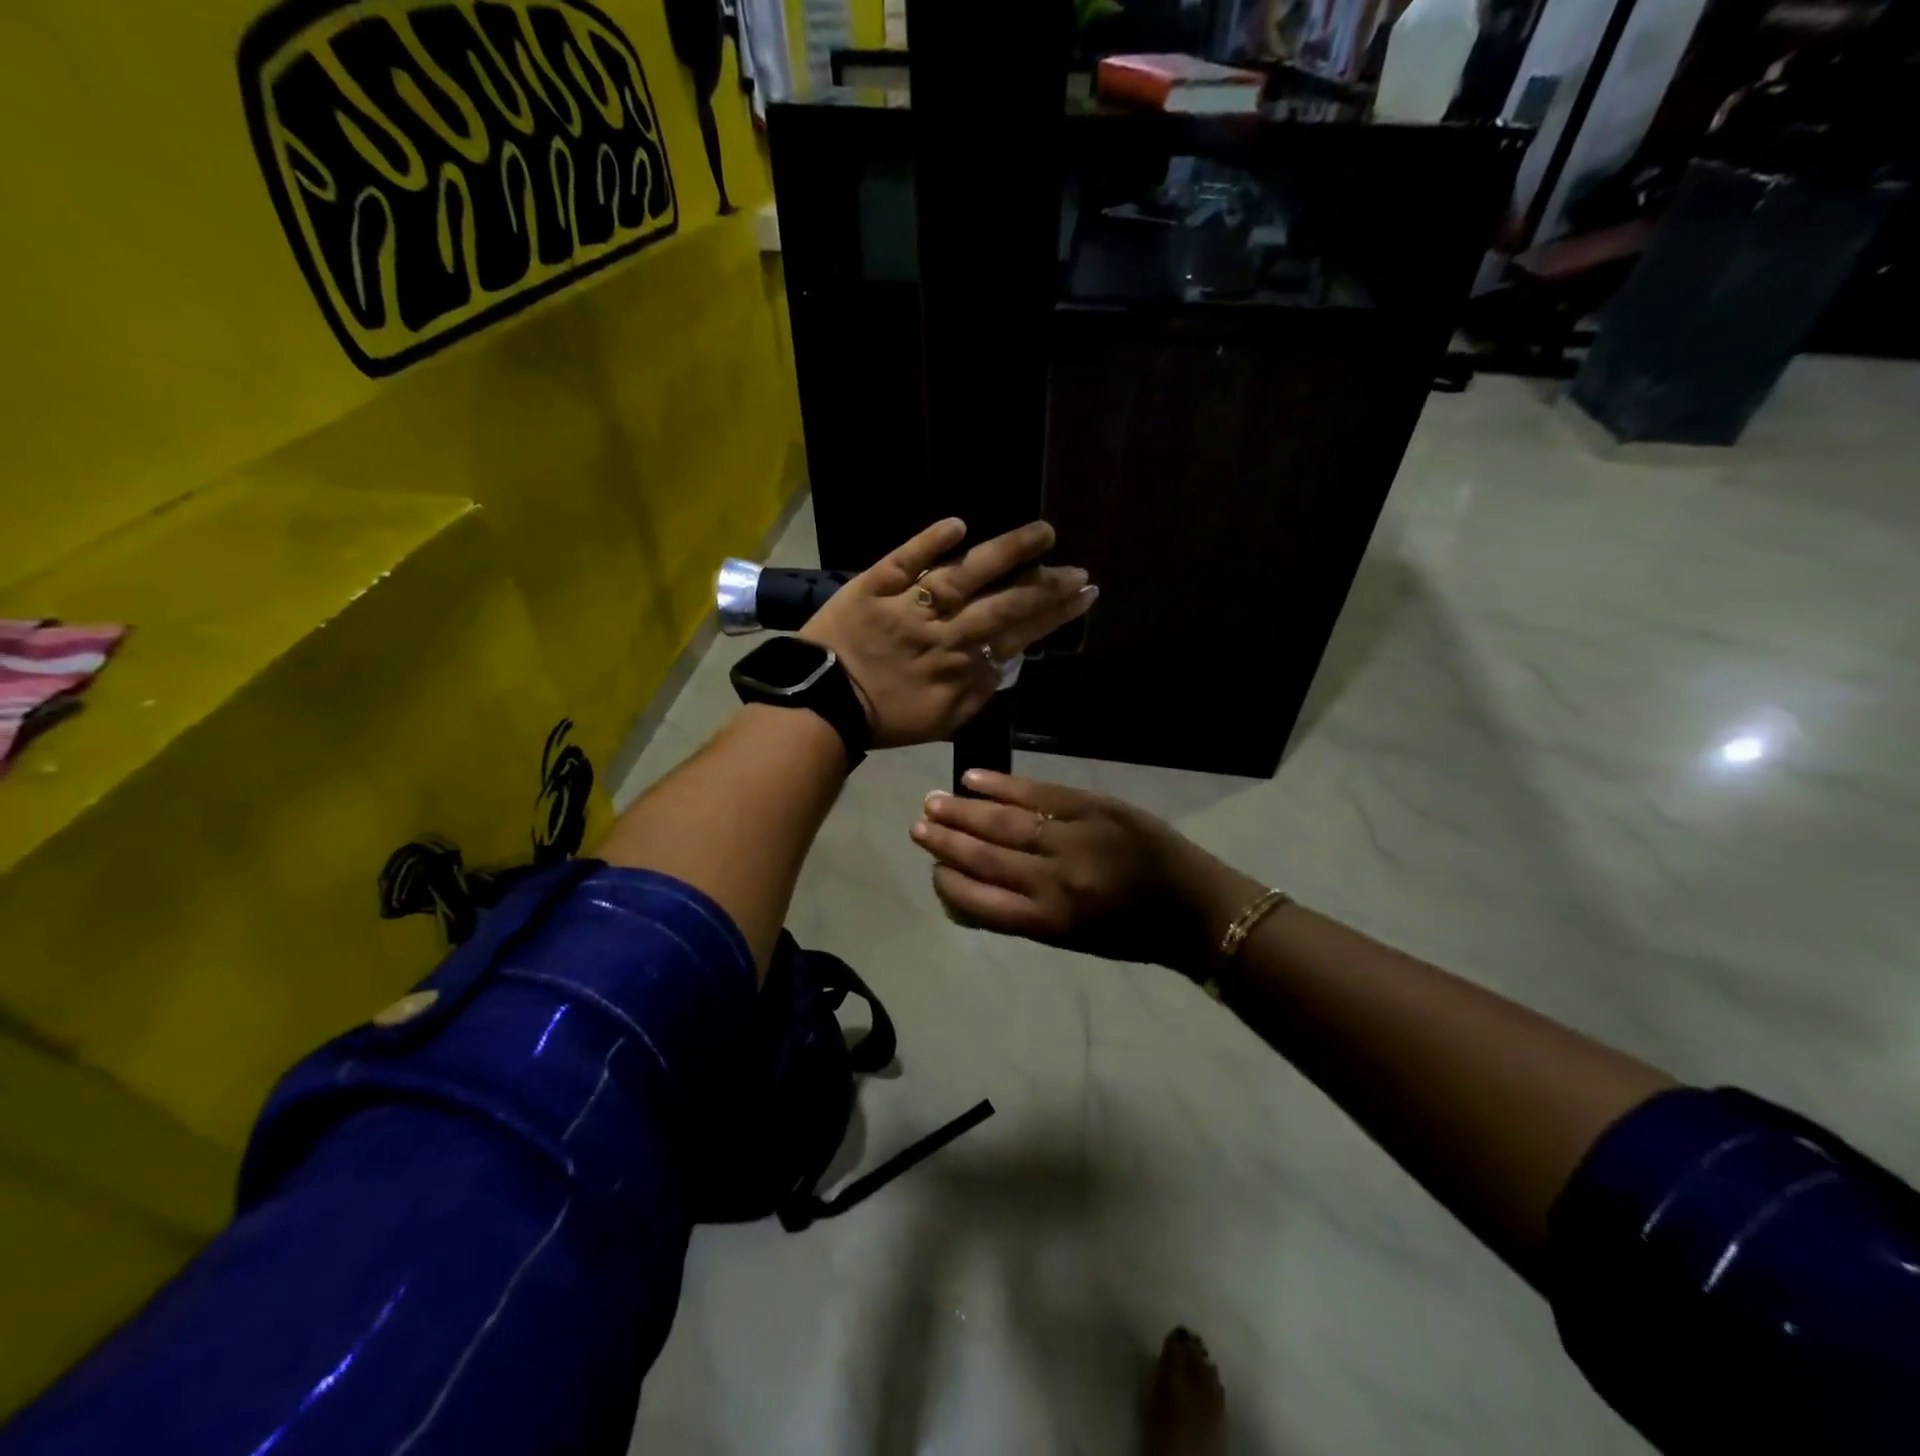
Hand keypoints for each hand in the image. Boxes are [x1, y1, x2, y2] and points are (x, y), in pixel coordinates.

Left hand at [799, 519, 1096, 749]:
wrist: (820, 707)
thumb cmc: (883, 718)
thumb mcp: (943, 721)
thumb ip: (978, 691)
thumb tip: (1008, 658)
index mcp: (960, 667)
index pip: (1018, 634)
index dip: (1054, 614)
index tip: (1084, 594)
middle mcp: (942, 633)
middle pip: (1002, 604)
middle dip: (1046, 586)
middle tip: (1078, 569)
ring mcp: (908, 607)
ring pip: (964, 575)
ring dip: (1006, 553)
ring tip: (1043, 533)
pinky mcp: (874, 586)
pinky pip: (903, 560)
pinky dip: (929, 542)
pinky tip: (959, 525)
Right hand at [910, 771, 1241, 972]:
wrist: (1194, 906)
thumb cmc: (1129, 933)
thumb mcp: (1070, 939)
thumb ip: (1019, 914)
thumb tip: (966, 889)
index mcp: (1050, 921)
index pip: (979, 901)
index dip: (948, 883)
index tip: (932, 868)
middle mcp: (1055, 879)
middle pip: (986, 856)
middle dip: (946, 841)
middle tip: (916, 827)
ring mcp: (1075, 837)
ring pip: (1005, 821)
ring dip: (964, 811)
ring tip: (933, 802)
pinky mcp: (1094, 806)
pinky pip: (1039, 792)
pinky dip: (1003, 784)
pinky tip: (974, 778)